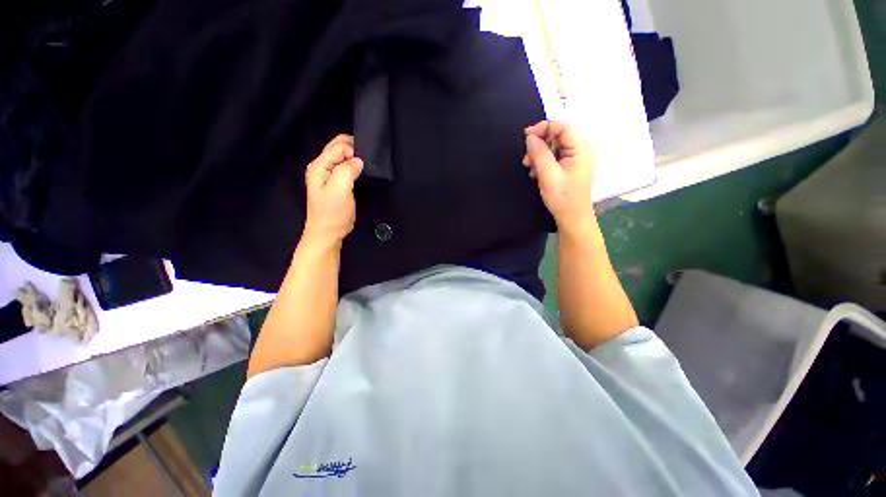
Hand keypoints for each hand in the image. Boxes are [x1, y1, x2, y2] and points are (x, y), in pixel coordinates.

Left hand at [303, 134, 363, 245]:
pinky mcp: (336, 183)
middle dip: (353, 148)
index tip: (364, 164)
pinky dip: (354, 166)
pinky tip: (362, 172)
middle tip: (368, 160)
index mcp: (319, 166)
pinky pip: (345, 167)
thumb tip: (358, 160)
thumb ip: (347, 170)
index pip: (338, 147)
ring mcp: (328, 175)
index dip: (353, 151)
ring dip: (354, 157)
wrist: (328, 233)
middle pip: (338, 147)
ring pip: (342, 157)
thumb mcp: (340, 190)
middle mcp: (322, 167)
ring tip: (367, 165)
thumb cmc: (333, 213)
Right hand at [523, 121, 596, 235]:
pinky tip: (536, 172)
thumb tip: (530, 137)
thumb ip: (539, 154)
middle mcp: (580, 149)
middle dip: (539, 144)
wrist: (572, 218)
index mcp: (581, 148)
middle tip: (526, 158)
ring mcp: (575, 158)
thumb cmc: (563, 198)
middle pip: (557, 136)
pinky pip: (554, 157)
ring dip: (539, 154)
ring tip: (529, 167)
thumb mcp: (548, 175)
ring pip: (553, 147)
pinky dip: (543, 161)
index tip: (526, 136)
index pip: (562, 127)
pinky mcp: (569, 166)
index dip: (543, 127)